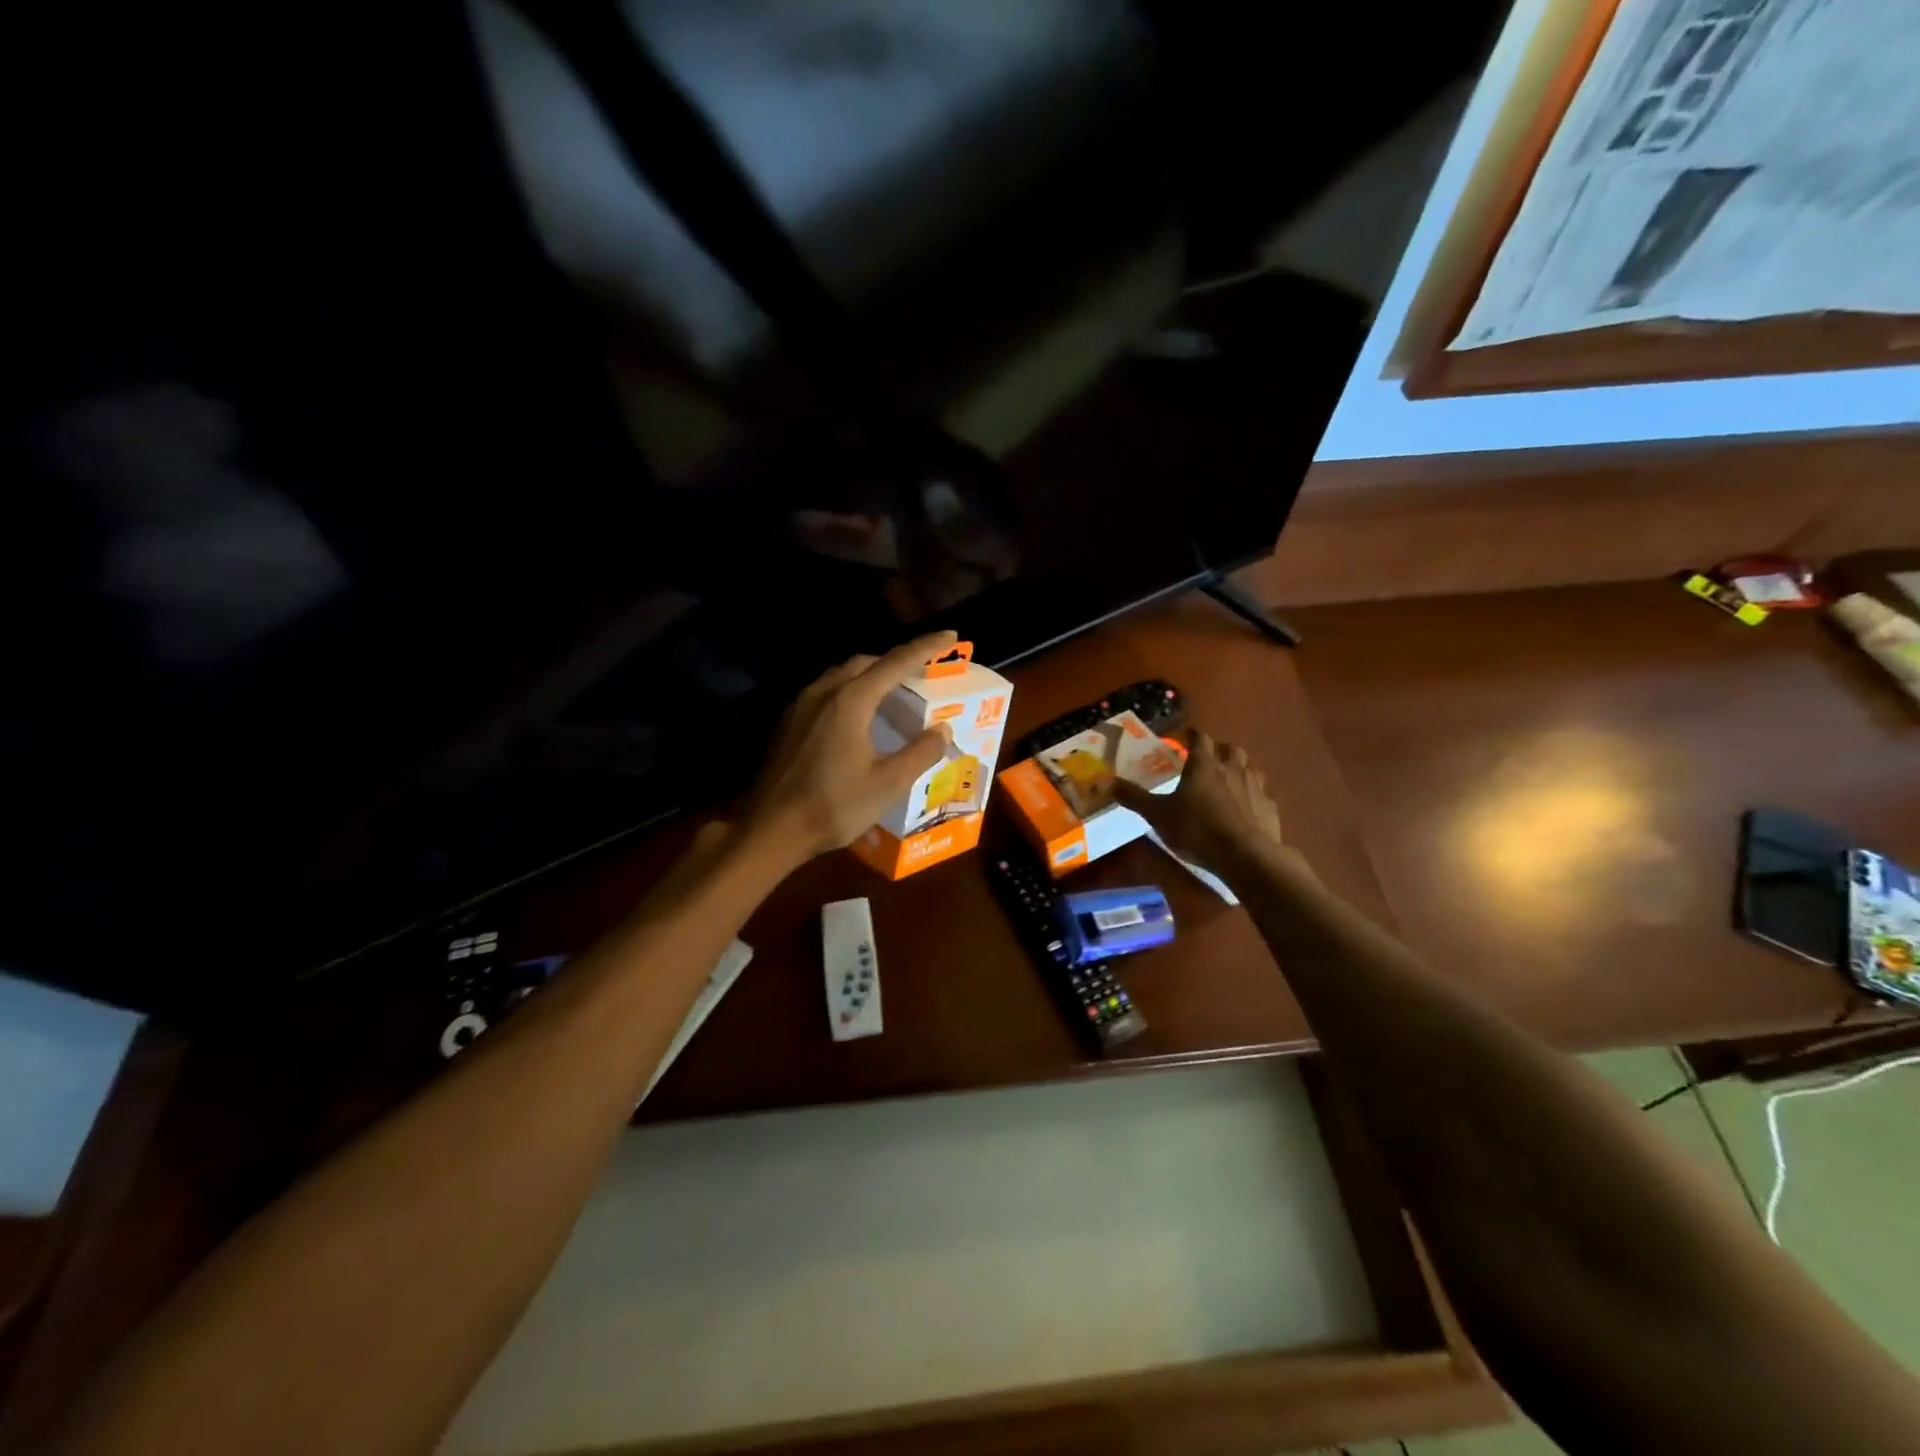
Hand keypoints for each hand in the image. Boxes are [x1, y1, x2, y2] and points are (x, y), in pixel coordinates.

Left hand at [742, 629, 958, 863]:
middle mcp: (824, 692)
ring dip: (870, 676)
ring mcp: (800, 706)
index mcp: (851, 701)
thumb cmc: (833, 806)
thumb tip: (942, 728)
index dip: (925, 647)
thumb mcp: (888, 784)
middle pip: (865, 663)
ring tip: (892, 693)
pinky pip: (825, 693)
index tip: (950, 636)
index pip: (896, 662)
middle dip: (896, 661)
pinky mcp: (788, 723)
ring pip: (841, 676)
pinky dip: (850, 692)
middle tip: (922, 673)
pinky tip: (857, 718)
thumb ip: (920, 752)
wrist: (771, 829)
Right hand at [1113, 728, 1289, 874]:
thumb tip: (1106, 782)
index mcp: (1204, 765)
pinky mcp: (1270, 808)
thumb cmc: (1197, 830)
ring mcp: (1256, 788)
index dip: (1192, 734)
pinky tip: (1247, 810)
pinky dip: (1254, 797)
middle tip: (1209, 760)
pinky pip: (1263, 796)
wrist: (1246, 856)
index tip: (1186, 736)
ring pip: (1251, 769)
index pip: (1199, 738)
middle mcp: (1233, 769)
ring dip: (1240, 770)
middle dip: (1220, 750)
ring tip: (1229, 782)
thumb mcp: (1158, 815)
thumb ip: (1134, 798)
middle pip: (1231, 749)